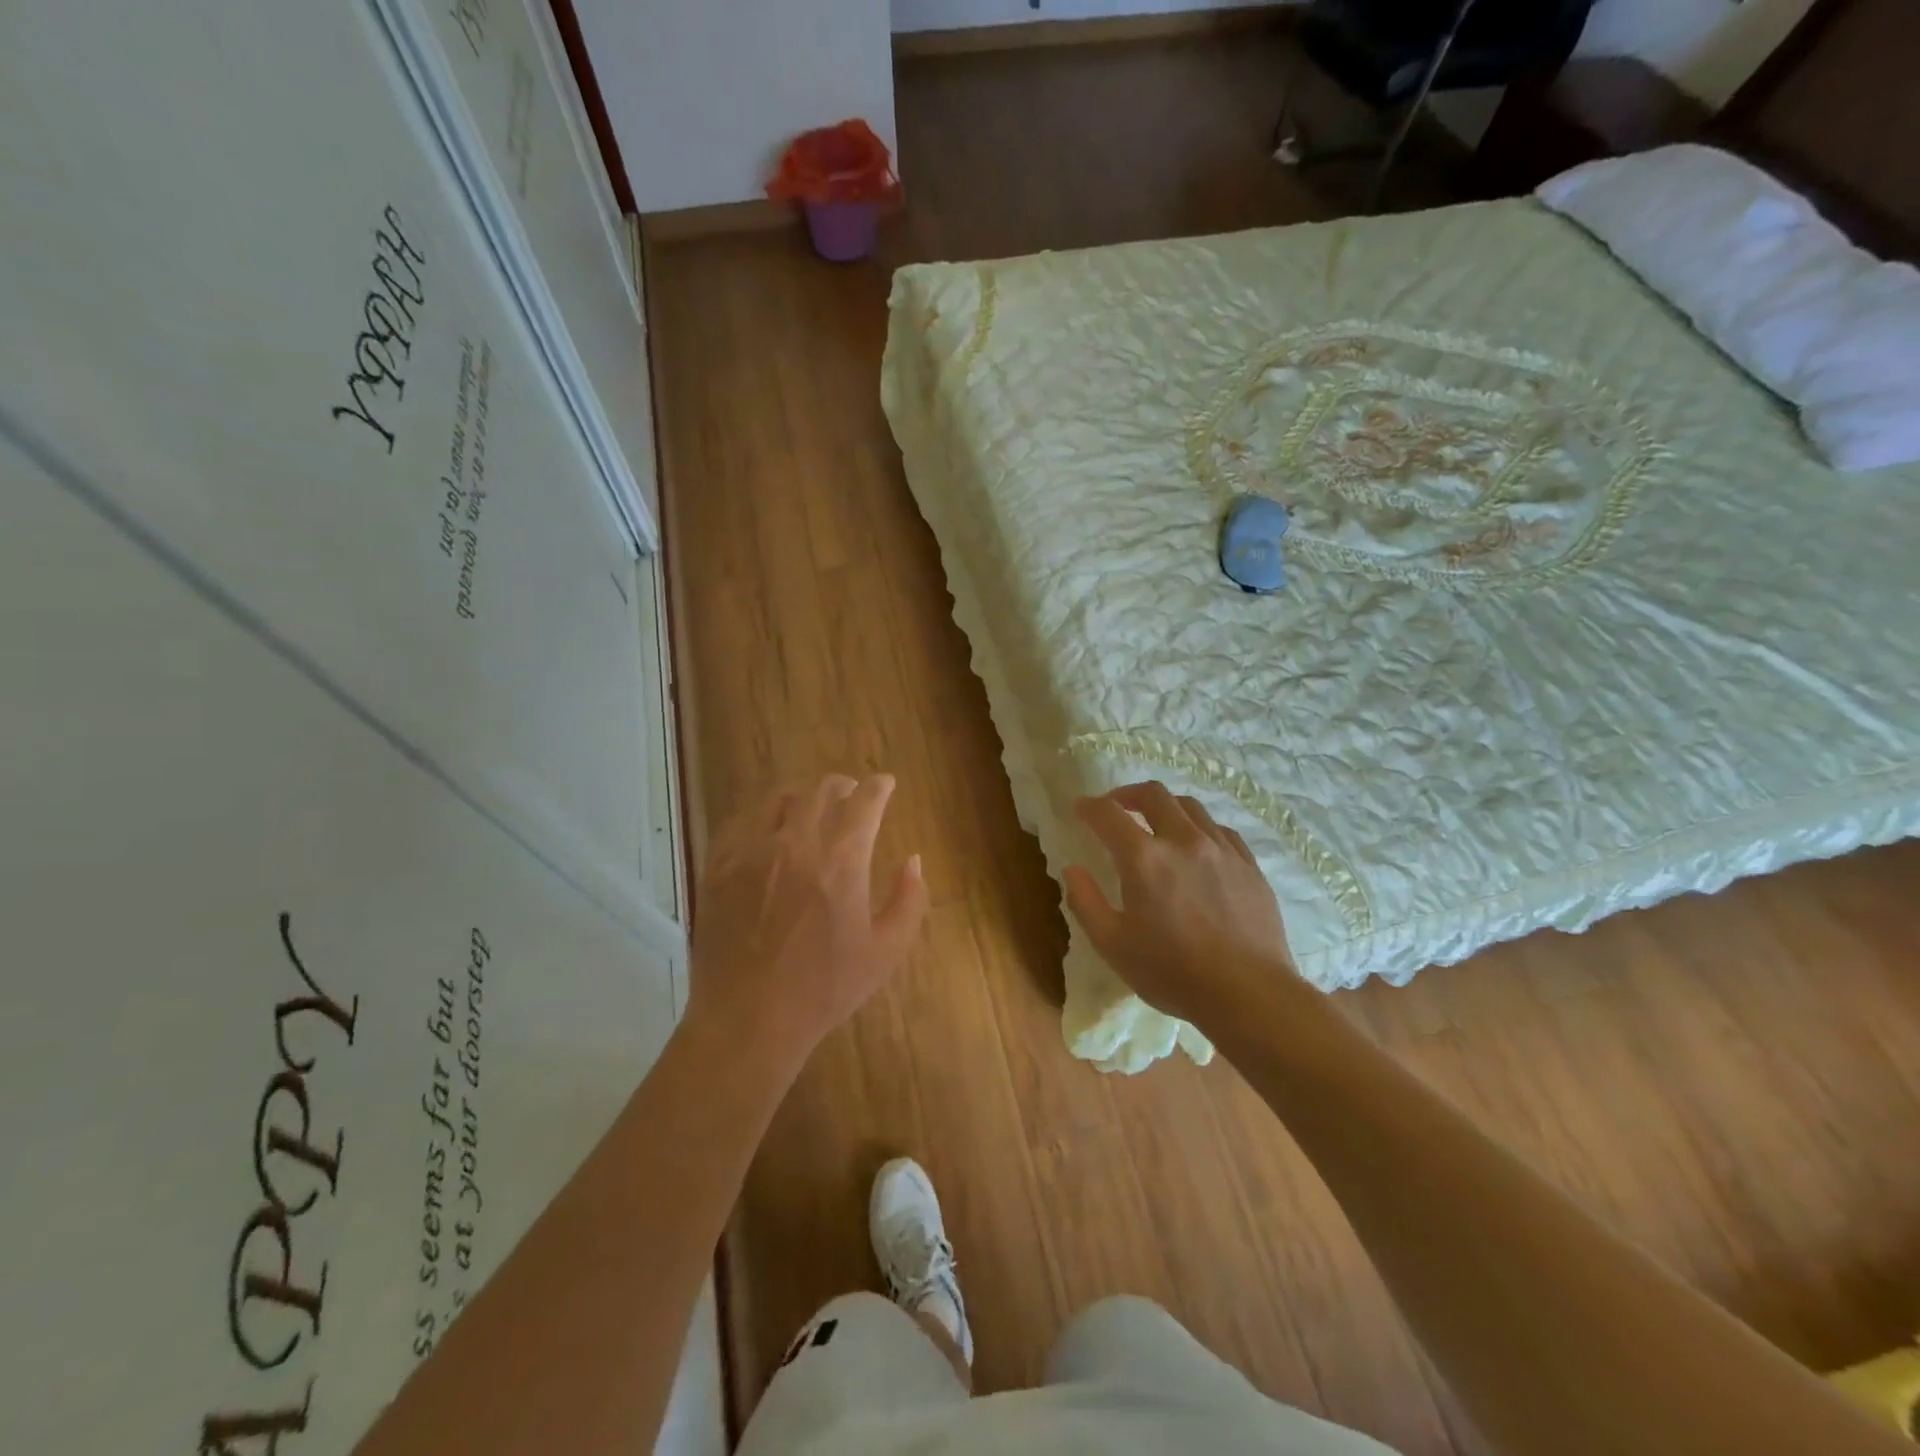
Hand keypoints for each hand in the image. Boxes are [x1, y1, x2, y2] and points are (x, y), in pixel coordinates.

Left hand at [689, 774, 927, 1068]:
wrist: (748, 1020)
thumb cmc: (824, 989)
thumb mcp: (886, 951)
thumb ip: (909, 899)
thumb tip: (912, 860)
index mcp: (841, 861)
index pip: (865, 801)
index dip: (880, 786)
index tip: (886, 783)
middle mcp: (796, 843)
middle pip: (821, 790)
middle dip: (843, 786)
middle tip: (851, 794)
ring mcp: (751, 852)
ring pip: (779, 799)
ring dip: (803, 797)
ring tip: (809, 808)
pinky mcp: (719, 867)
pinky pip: (741, 822)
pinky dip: (762, 816)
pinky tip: (767, 830)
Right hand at [1064, 782, 1296, 1029]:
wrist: (1249, 994)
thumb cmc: (1172, 972)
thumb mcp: (1113, 945)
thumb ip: (1085, 902)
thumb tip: (1072, 869)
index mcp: (1144, 858)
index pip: (1108, 814)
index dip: (1089, 806)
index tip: (1079, 808)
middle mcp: (1183, 841)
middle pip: (1153, 794)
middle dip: (1128, 794)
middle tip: (1116, 807)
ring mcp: (1221, 849)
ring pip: (1190, 806)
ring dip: (1165, 807)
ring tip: (1156, 823)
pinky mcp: (1249, 864)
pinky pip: (1220, 829)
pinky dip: (1198, 828)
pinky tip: (1196, 847)